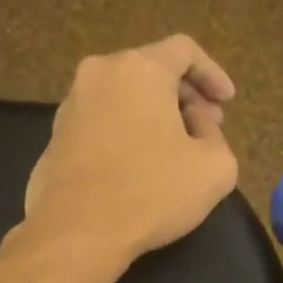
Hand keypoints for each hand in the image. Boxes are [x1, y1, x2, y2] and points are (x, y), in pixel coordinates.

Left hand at [21, 35, 239, 261]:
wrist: (78, 232)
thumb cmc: (152, 193)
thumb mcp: (215, 169)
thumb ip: (217, 137)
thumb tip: (197, 127)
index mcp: (140, 69)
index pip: (184, 51)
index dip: (213, 74)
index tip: (227, 103)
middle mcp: (100, 74)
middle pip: (152, 71)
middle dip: (185, 97)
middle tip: (207, 129)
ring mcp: (71, 105)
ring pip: (125, 96)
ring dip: (155, 116)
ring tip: (175, 152)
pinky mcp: (55, 137)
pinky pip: (103, 122)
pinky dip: (128, 133)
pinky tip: (140, 168)